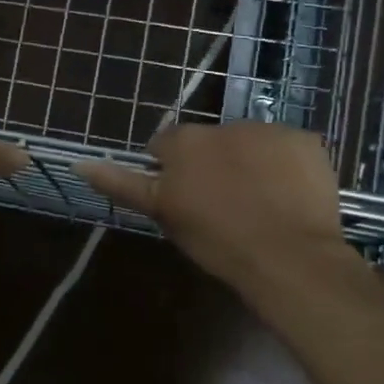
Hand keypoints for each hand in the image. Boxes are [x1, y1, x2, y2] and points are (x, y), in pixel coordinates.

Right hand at [75, 122, 354, 290]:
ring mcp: (268, 130)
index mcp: (184, 142)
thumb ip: (122, 183)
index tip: (185, 200)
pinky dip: (286, 166)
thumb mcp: (163, 214)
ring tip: (261, 203)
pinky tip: (289, 196)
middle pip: (208, 141)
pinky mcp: (305, 140)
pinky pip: (287, 148)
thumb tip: (79, 162)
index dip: (172, 172)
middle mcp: (223, 125)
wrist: (289, 258)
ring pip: (249, 142)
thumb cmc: (217, 241)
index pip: (165, 146)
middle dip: (211, 163)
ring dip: (249, 162)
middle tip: (223, 204)